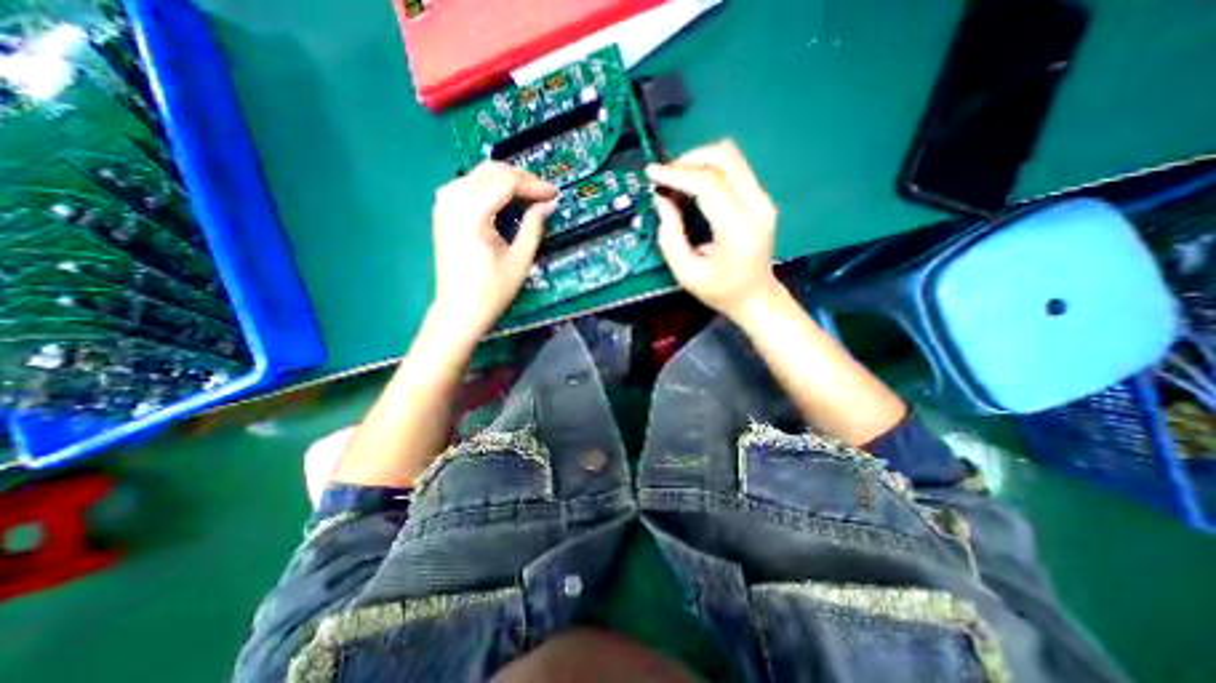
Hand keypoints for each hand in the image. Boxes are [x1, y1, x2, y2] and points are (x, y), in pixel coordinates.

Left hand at [429, 162, 556, 343]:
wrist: (459, 310)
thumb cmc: (492, 290)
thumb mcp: (520, 259)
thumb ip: (534, 226)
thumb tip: (548, 203)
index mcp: (472, 213)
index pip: (506, 182)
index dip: (533, 185)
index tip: (554, 194)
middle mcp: (453, 200)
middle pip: (491, 171)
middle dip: (521, 178)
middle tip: (543, 194)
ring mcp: (444, 203)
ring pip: (479, 174)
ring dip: (506, 180)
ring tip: (528, 196)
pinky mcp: (442, 210)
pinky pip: (469, 184)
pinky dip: (490, 187)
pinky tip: (504, 200)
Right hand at [646, 138, 777, 321]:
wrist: (757, 297)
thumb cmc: (721, 291)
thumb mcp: (686, 273)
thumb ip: (670, 237)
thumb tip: (662, 200)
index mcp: (738, 230)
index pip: (709, 184)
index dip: (678, 174)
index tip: (652, 174)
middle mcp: (758, 207)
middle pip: (725, 157)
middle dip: (689, 160)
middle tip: (665, 177)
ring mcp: (764, 200)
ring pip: (731, 157)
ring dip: (699, 162)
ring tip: (676, 181)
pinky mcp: (762, 198)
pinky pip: (734, 169)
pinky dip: (709, 170)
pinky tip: (692, 187)